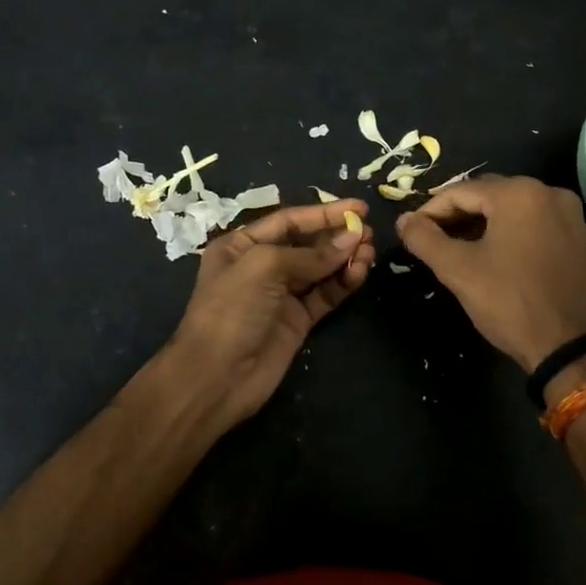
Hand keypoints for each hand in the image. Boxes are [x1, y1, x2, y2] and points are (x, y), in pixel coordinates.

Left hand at [162, 200, 375, 425]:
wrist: (216, 377)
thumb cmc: (231, 309)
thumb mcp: (264, 266)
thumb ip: (310, 254)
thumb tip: (353, 239)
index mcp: (242, 245)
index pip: (289, 221)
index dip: (324, 213)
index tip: (359, 207)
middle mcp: (261, 266)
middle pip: (307, 243)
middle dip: (337, 236)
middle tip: (369, 232)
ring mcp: (281, 295)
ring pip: (320, 269)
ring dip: (345, 258)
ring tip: (369, 251)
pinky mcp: (298, 321)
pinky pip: (325, 295)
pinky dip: (343, 283)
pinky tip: (360, 273)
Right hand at [396, 176, 585, 372]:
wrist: (566, 347)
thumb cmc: (508, 302)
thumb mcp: (457, 269)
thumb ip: (424, 239)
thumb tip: (403, 220)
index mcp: (518, 193)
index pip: (460, 192)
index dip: (430, 211)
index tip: (411, 232)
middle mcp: (548, 192)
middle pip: (487, 194)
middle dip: (456, 214)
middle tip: (431, 239)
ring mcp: (567, 213)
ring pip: (510, 207)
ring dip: (480, 222)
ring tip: (455, 247)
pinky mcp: (577, 235)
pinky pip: (532, 221)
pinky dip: (507, 230)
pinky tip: (490, 252)